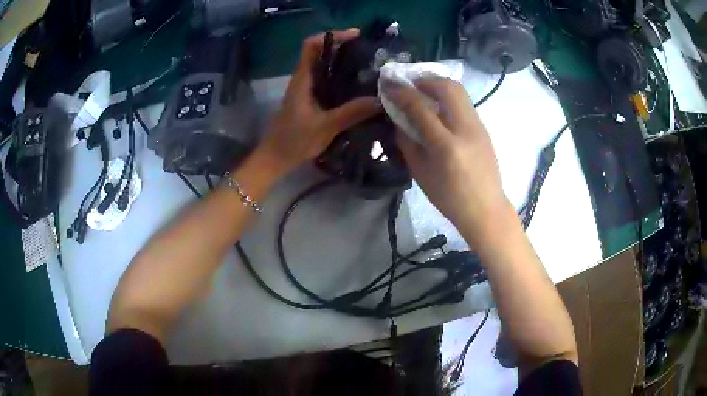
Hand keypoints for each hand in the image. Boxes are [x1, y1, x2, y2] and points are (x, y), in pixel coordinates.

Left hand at [257, 29, 381, 175]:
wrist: (275, 159)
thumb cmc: (294, 141)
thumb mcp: (325, 127)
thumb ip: (351, 113)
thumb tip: (380, 100)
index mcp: (302, 79)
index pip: (311, 45)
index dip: (331, 36)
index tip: (355, 36)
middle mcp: (303, 80)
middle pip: (320, 53)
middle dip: (343, 48)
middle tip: (369, 53)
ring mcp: (306, 90)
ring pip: (324, 68)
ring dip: (343, 63)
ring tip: (368, 68)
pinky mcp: (309, 100)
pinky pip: (326, 82)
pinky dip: (341, 79)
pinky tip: (357, 89)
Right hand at [385, 78, 509, 232]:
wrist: (486, 209)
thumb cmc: (449, 198)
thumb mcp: (420, 174)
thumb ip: (407, 143)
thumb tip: (399, 118)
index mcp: (446, 146)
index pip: (421, 108)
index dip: (402, 92)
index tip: (388, 84)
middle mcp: (466, 129)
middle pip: (447, 87)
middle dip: (424, 79)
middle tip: (409, 83)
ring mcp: (478, 126)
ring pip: (459, 90)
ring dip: (438, 84)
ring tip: (422, 89)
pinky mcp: (484, 127)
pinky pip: (464, 102)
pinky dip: (448, 95)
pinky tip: (438, 105)